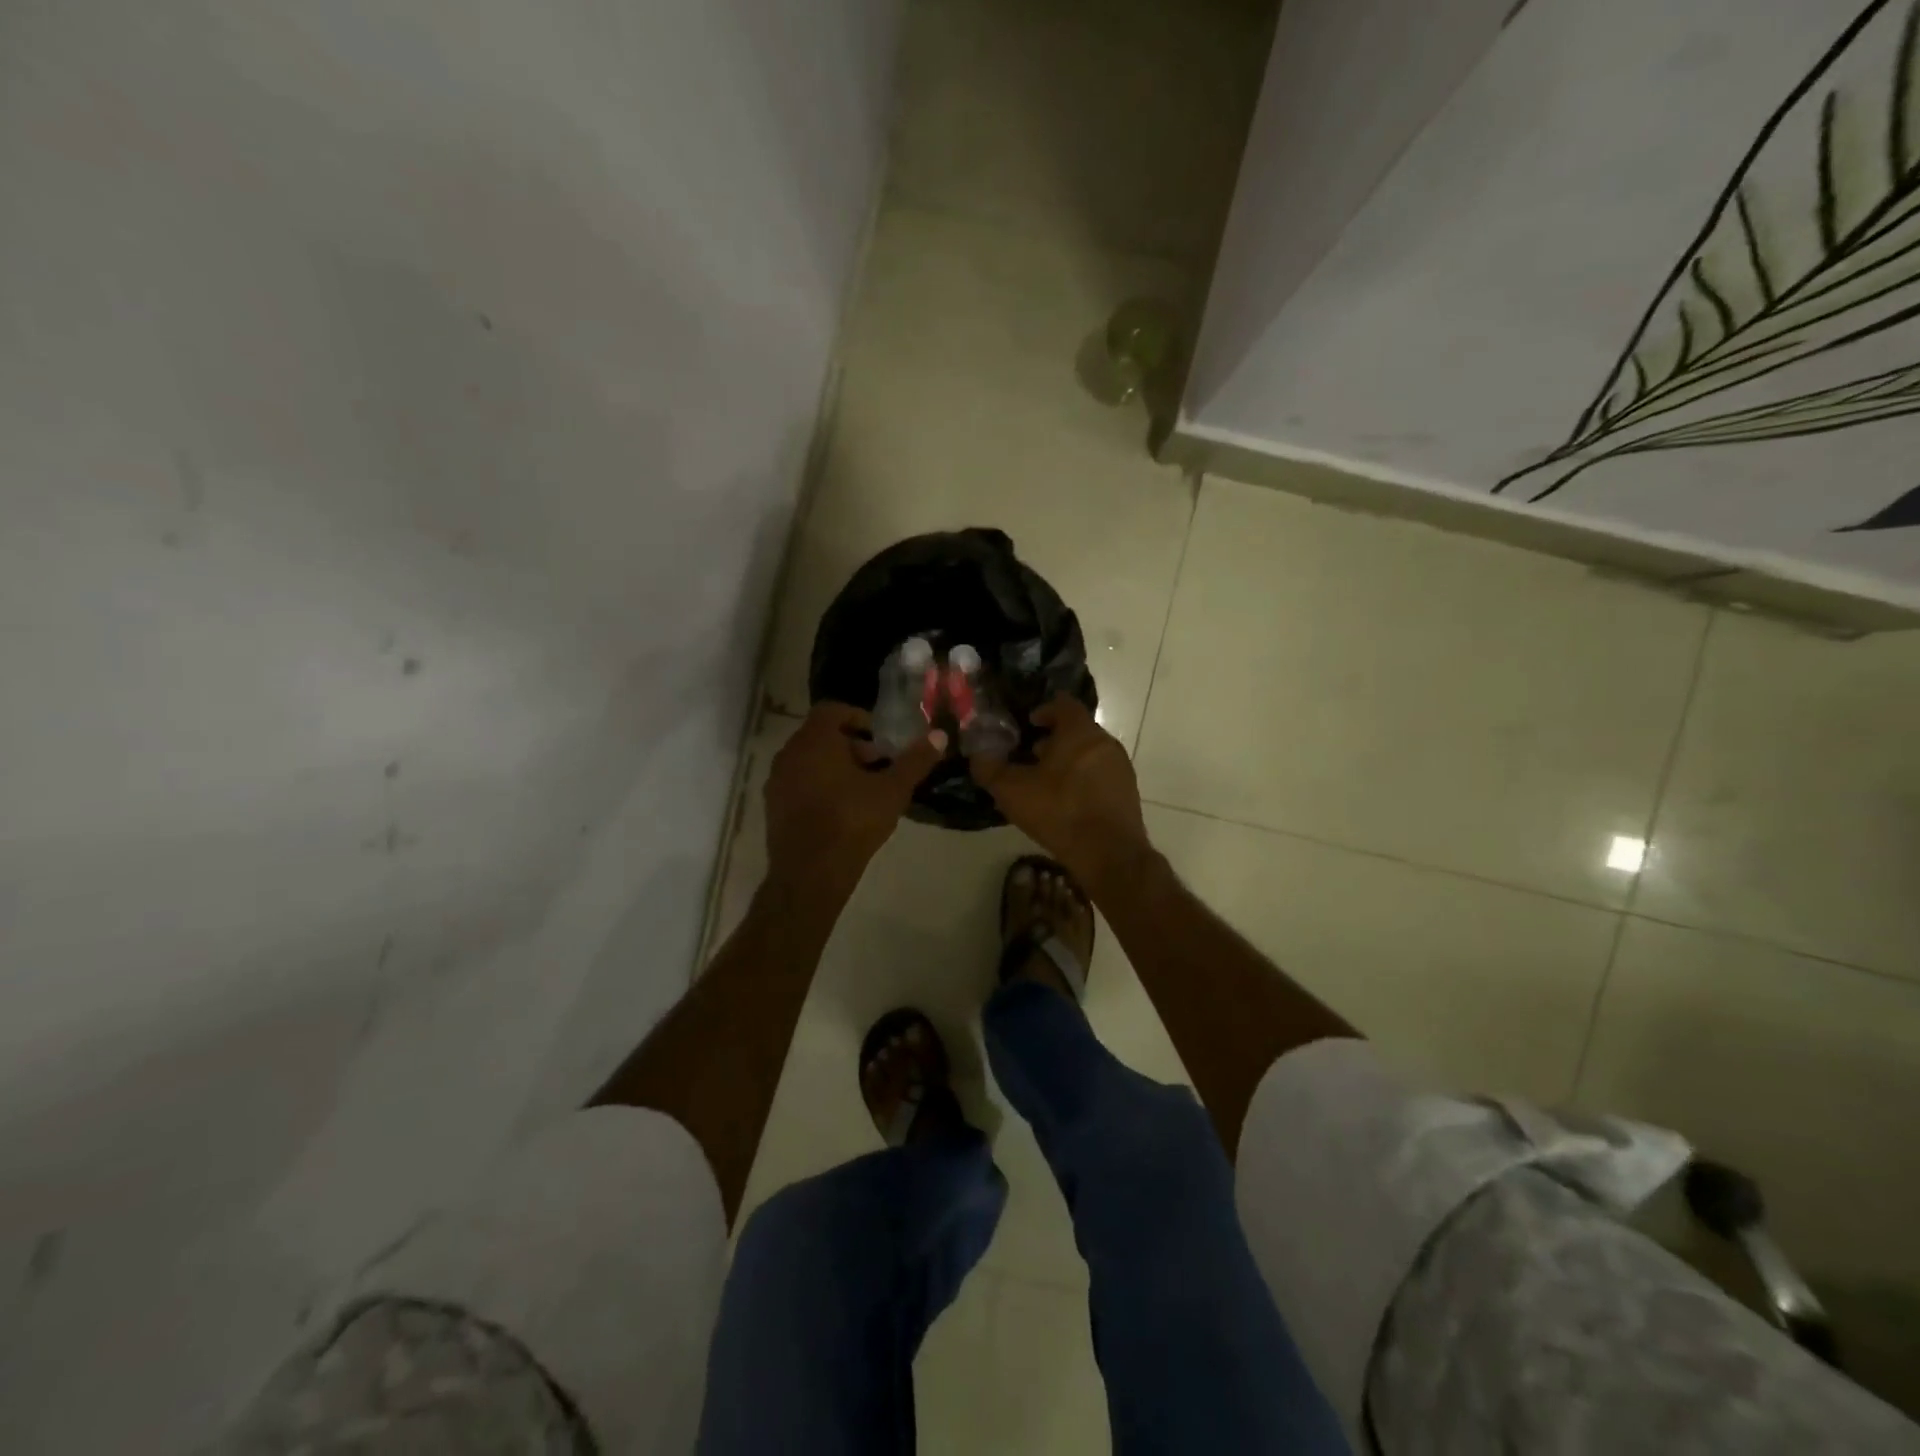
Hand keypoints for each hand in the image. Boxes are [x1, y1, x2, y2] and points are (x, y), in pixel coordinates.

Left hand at [765, 703, 944, 901]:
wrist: (810, 873)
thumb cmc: (852, 822)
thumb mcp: (893, 790)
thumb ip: (915, 761)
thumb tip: (939, 735)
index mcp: (815, 740)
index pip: (833, 710)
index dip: (859, 718)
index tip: (880, 739)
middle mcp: (790, 752)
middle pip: (821, 735)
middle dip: (850, 745)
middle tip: (877, 765)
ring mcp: (777, 780)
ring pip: (808, 760)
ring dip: (834, 766)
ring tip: (862, 789)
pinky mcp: (773, 805)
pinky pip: (798, 782)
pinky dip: (818, 785)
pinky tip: (840, 810)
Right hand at [968, 696, 1151, 896]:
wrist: (1109, 853)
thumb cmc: (1059, 811)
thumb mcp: (1012, 791)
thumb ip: (990, 769)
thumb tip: (977, 756)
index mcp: (1079, 731)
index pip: (1064, 704)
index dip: (1044, 710)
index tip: (1029, 723)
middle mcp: (1105, 742)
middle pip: (1077, 729)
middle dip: (1054, 739)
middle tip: (1031, 755)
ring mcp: (1120, 767)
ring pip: (1089, 753)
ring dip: (1068, 760)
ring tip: (1046, 782)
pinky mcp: (1127, 791)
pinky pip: (1101, 774)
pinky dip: (1083, 779)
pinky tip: (1066, 802)